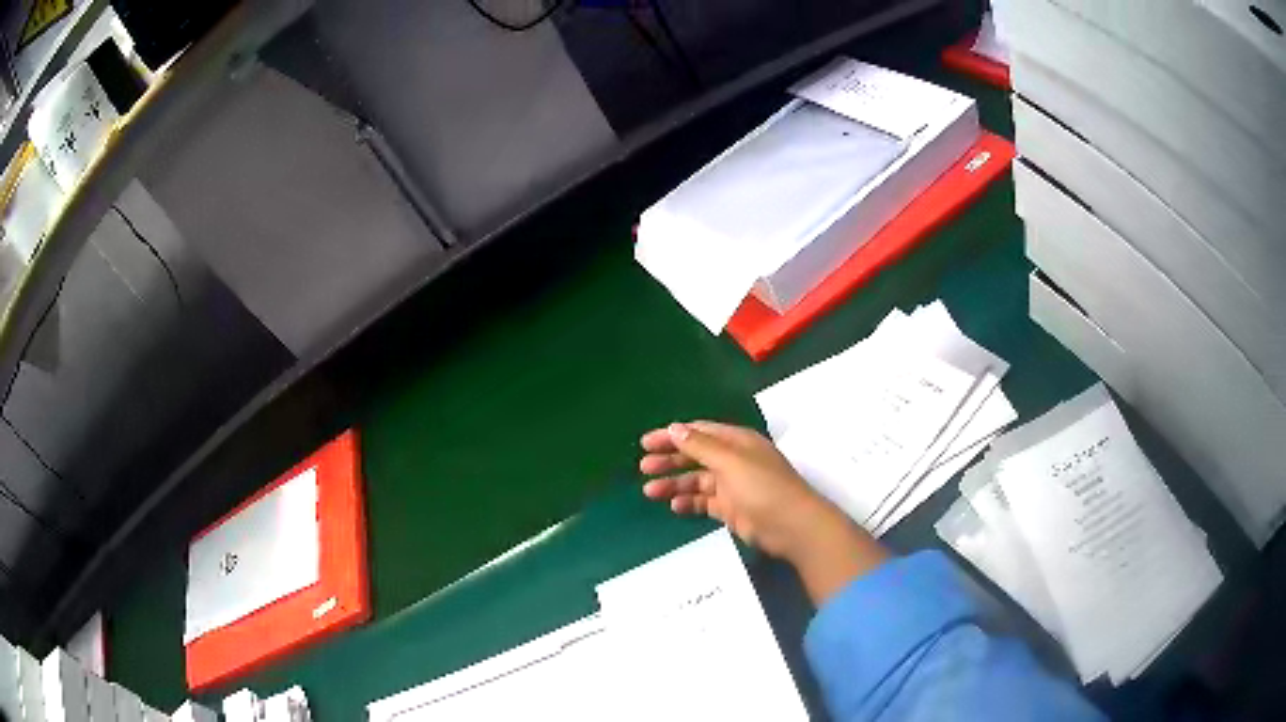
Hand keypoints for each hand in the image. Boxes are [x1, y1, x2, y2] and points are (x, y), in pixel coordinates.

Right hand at [638, 421, 832, 558]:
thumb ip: (700, 446)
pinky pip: (705, 502)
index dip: (672, 436)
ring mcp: (733, 486)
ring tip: (650, 491)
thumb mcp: (730, 461)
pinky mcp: (732, 509)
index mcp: (736, 442)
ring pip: (697, 480)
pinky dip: (689, 502)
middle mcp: (734, 460)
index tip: (645, 444)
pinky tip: (675, 506)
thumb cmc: (763, 487)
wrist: (792, 526)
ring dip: (675, 484)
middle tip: (643, 468)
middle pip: (695, 455)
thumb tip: (674, 428)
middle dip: (669, 460)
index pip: (699, 432)